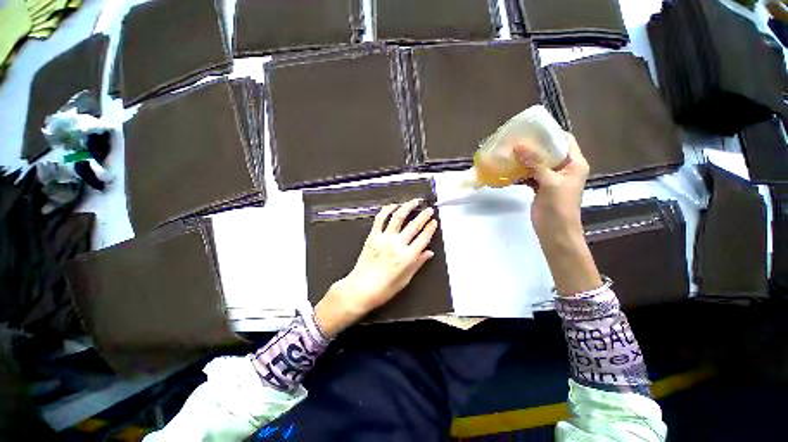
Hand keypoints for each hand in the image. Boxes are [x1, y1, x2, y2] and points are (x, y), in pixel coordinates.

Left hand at [314, 199, 437, 336]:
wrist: (361, 289)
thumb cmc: (384, 288)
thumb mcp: (406, 279)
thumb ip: (418, 263)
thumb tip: (429, 253)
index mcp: (408, 257)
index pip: (423, 238)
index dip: (430, 228)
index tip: (434, 222)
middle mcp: (398, 245)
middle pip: (414, 225)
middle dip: (424, 215)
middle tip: (429, 210)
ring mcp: (384, 238)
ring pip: (398, 217)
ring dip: (407, 207)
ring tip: (414, 202)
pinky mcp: (373, 236)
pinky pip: (380, 219)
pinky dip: (387, 210)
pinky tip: (393, 205)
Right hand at [515, 133, 587, 238]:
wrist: (555, 232)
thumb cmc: (558, 207)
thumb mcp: (549, 183)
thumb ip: (536, 163)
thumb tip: (519, 145)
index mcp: (574, 164)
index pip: (565, 141)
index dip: (550, 133)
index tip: (531, 129)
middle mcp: (565, 168)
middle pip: (549, 151)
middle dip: (533, 145)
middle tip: (515, 140)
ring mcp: (552, 178)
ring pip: (538, 163)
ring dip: (525, 159)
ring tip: (509, 152)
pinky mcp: (541, 187)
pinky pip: (531, 174)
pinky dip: (521, 172)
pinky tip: (509, 169)